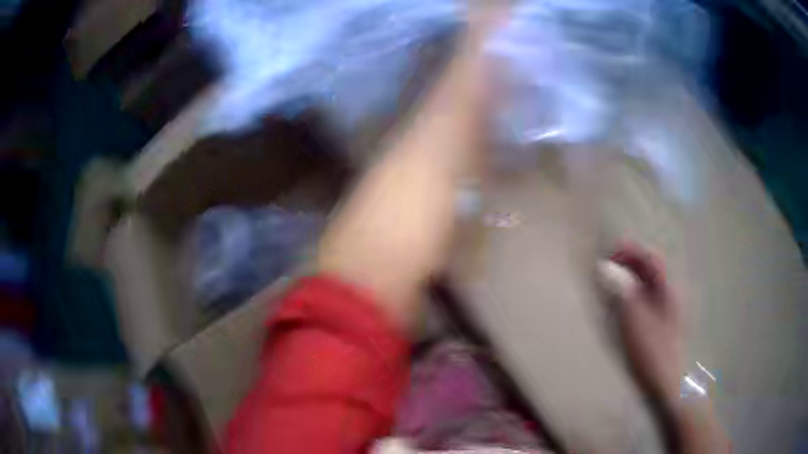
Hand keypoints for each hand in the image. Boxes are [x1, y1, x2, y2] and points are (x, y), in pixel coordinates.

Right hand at [609, 243, 683, 403]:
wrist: (666, 380)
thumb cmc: (652, 349)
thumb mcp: (634, 319)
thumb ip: (622, 291)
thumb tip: (608, 269)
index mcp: (668, 288)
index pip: (651, 258)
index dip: (632, 250)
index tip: (612, 251)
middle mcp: (670, 292)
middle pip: (652, 268)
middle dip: (631, 261)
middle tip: (610, 263)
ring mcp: (667, 307)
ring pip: (649, 282)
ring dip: (632, 276)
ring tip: (614, 279)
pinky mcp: (662, 320)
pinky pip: (648, 296)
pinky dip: (634, 291)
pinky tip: (624, 299)